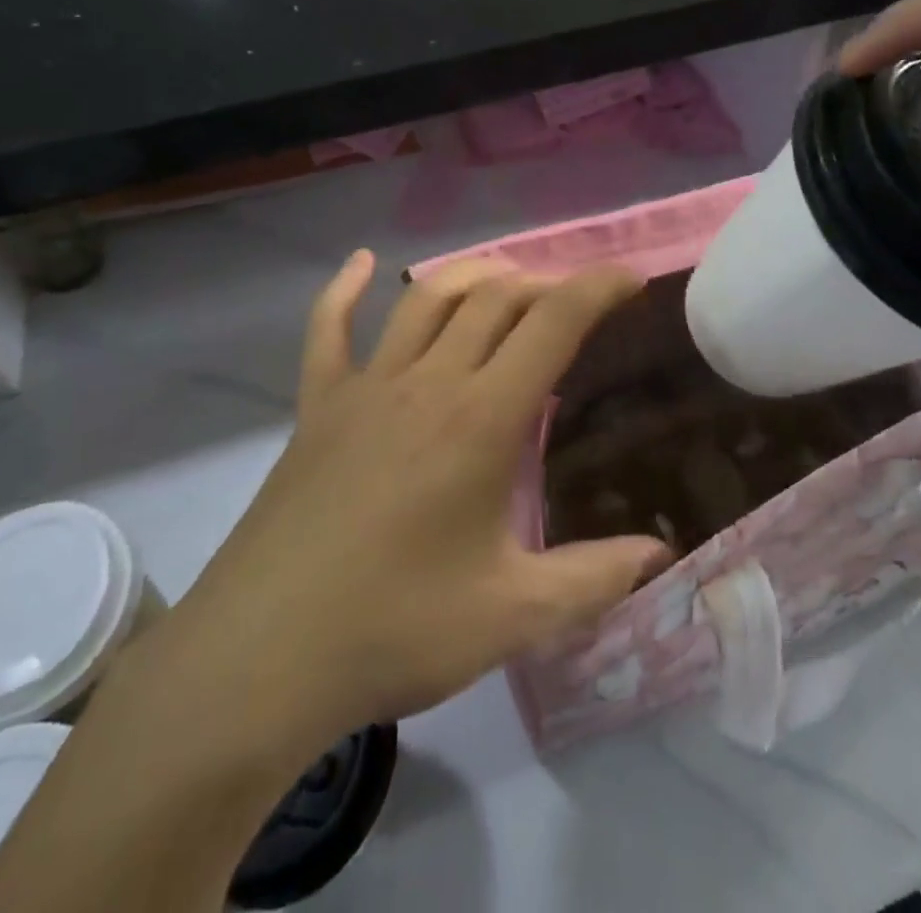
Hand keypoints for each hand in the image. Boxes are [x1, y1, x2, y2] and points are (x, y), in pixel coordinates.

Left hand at [147, 254, 673, 763]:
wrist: (261, 658)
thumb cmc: (395, 631)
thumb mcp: (513, 616)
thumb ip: (593, 578)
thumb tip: (659, 554)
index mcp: (481, 419)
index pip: (552, 324)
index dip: (596, 289)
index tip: (629, 279)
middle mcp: (426, 382)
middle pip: (493, 298)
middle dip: (542, 284)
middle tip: (571, 299)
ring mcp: (365, 387)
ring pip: (424, 299)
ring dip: (471, 275)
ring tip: (505, 278)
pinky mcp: (316, 406)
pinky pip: (328, 329)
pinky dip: (345, 289)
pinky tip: (363, 263)